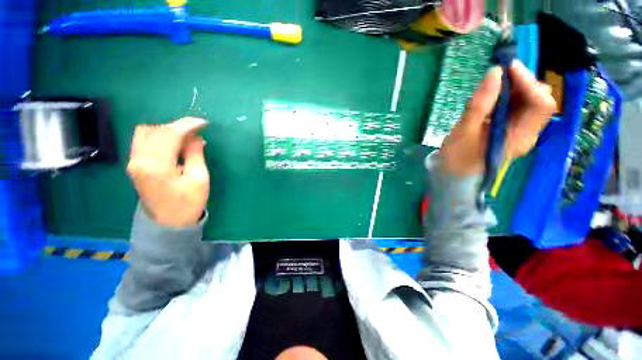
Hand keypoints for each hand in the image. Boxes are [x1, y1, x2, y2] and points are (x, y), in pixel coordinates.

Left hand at [127, 117, 208, 226]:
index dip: (187, 125)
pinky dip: (158, 136)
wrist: (168, 223)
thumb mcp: (199, 179)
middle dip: (178, 127)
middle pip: (156, 130)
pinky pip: (142, 141)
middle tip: (196, 133)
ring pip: (146, 132)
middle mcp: (139, 160)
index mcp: (157, 166)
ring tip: (184, 138)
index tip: (203, 123)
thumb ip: (195, 155)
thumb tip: (196, 137)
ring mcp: (134, 162)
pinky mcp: (134, 164)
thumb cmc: (188, 202)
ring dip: (166, 131)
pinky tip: (172, 143)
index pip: (169, 134)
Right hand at [440, 60, 556, 175]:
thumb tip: (494, 72)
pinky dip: (508, 96)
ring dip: (515, 88)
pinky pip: (517, 107)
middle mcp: (528, 133)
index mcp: (521, 137)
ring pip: (529, 102)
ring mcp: (520, 131)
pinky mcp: (511, 129)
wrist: (453, 173)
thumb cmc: (457, 156)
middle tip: (500, 75)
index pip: (541, 105)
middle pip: (538, 101)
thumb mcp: (464, 131)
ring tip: (494, 84)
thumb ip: (480, 103)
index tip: (507, 69)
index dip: (528, 83)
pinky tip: (493, 96)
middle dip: (522, 83)